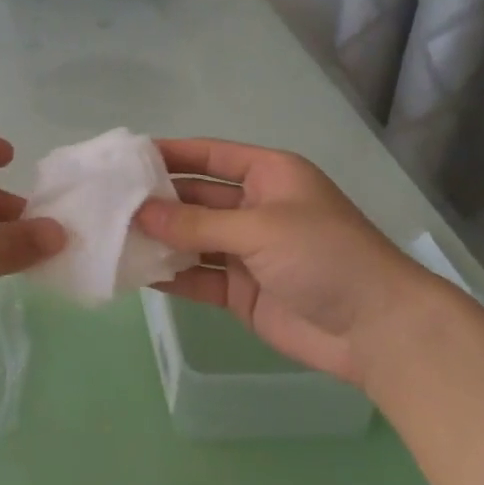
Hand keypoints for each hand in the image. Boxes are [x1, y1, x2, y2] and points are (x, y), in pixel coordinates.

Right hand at [134, 139, 434, 384]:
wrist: (378, 330)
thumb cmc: (325, 256)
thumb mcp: (260, 228)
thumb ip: (196, 222)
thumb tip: (138, 213)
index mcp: (269, 176)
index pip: (210, 155)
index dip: (170, 153)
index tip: (125, 157)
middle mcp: (254, 208)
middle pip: (195, 198)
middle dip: (156, 201)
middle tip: (105, 202)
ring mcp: (246, 252)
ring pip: (192, 239)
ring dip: (158, 239)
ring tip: (109, 236)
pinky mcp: (241, 291)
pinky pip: (197, 277)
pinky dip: (170, 276)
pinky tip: (133, 273)